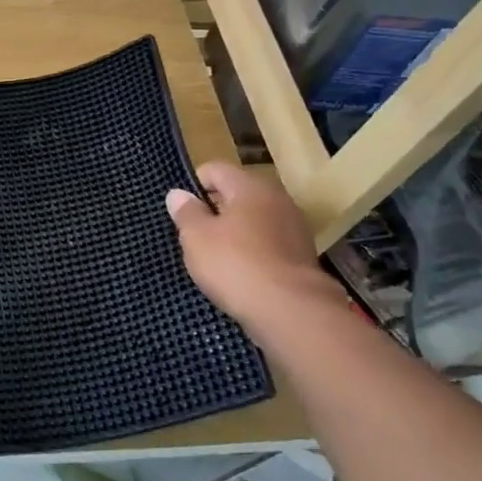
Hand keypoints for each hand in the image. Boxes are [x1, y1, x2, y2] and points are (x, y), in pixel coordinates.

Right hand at [164, 162, 341, 331]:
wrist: (290, 311)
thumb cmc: (235, 264)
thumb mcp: (196, 237)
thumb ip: (186, 212)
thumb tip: (178, 194)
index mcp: (250, 187)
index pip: (215, 169)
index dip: (194, 185)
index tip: (182, 210)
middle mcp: (277, 199)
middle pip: (238, 194)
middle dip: (215, 210)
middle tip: (195, 235)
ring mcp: (294, 228)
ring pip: (255, 220)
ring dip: (235, 232)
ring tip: (216, 257)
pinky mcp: (303, 256)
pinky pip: (269, 244)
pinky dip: (253, 252)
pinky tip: (241, 273)